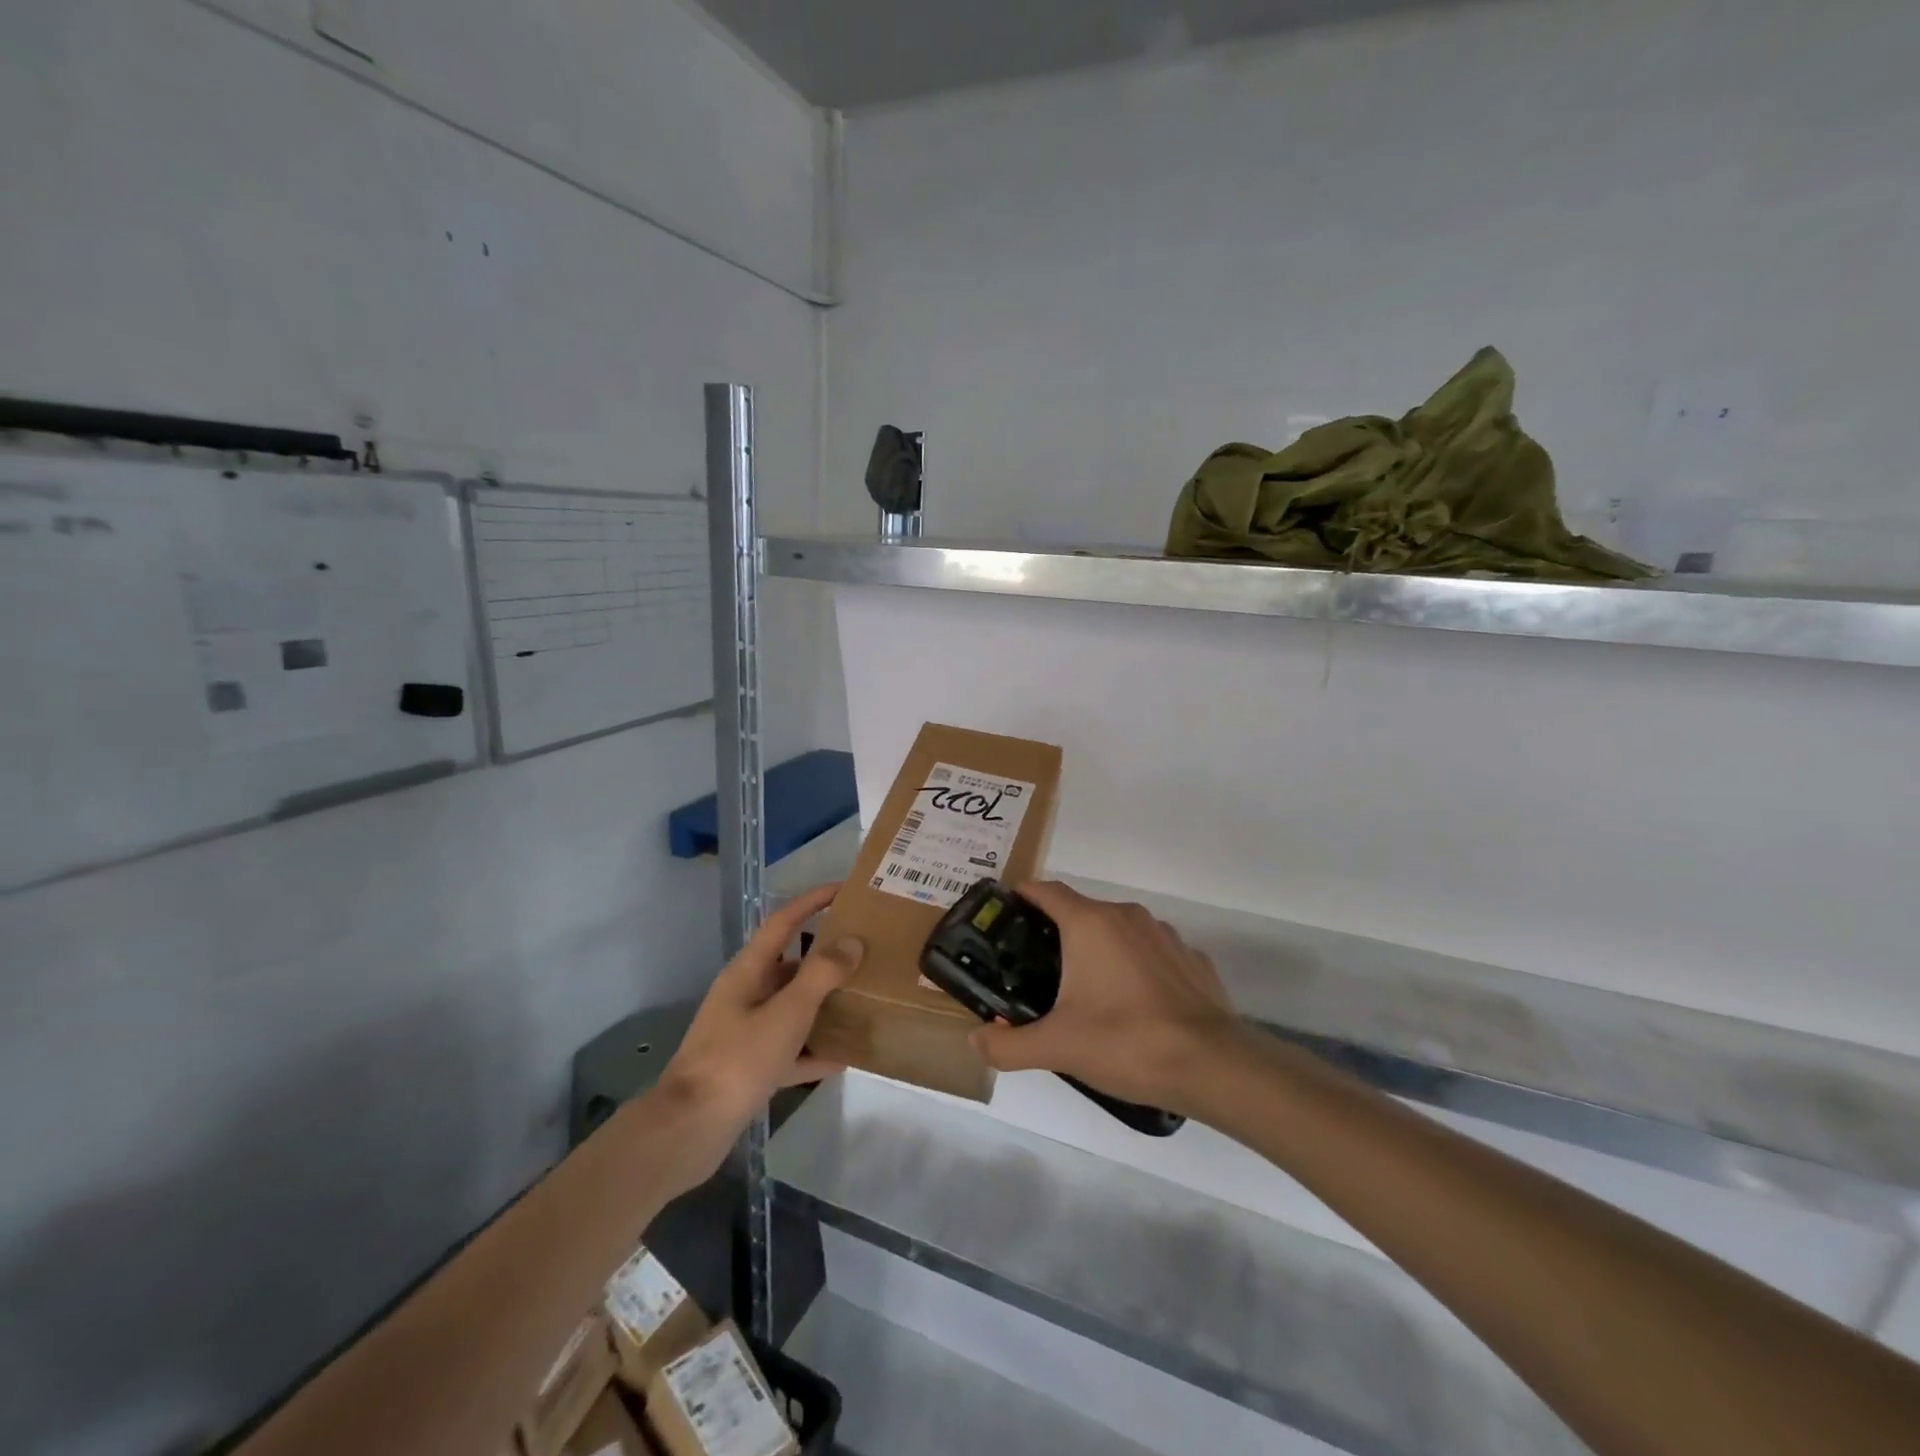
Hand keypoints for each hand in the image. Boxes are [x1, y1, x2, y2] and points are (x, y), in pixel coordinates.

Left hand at [646, 883, 861, 1184]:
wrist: (689, 1130)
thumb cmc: (738, 1060)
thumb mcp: (786, 1013)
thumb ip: (821, 975)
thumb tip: (852, 941)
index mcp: (749, 970)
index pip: (784, 921)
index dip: (813, 901)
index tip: (846, 889)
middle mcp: (747, 993)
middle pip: (792, 963)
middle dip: (827, 954)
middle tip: (868, 948)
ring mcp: (746, 1031)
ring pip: (793, 1006)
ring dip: (825, 1001)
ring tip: (866, 996)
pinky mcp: (750, 1066)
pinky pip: (791, 1049)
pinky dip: (815, 1050)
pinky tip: (846, 1055)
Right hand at [969, 881, 1239, 1113]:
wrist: (1213, 1065)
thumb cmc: (1126, 1041)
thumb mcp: (1057, 1047)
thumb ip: (1009, 1045)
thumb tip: (976, 1040)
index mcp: (1090, 923)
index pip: (1047, 890)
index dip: (1023, 895)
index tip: (1006, 911)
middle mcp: (1127, 916)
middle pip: (1081, 911)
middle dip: (1057, 932)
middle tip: (1036, 968)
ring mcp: (1165, 935)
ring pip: (1119, 931)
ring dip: (1099, 950)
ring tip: (1086, 990)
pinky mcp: (1192, 959)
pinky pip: (1151, 954)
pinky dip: (1135, 968)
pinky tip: (1134, 1005)